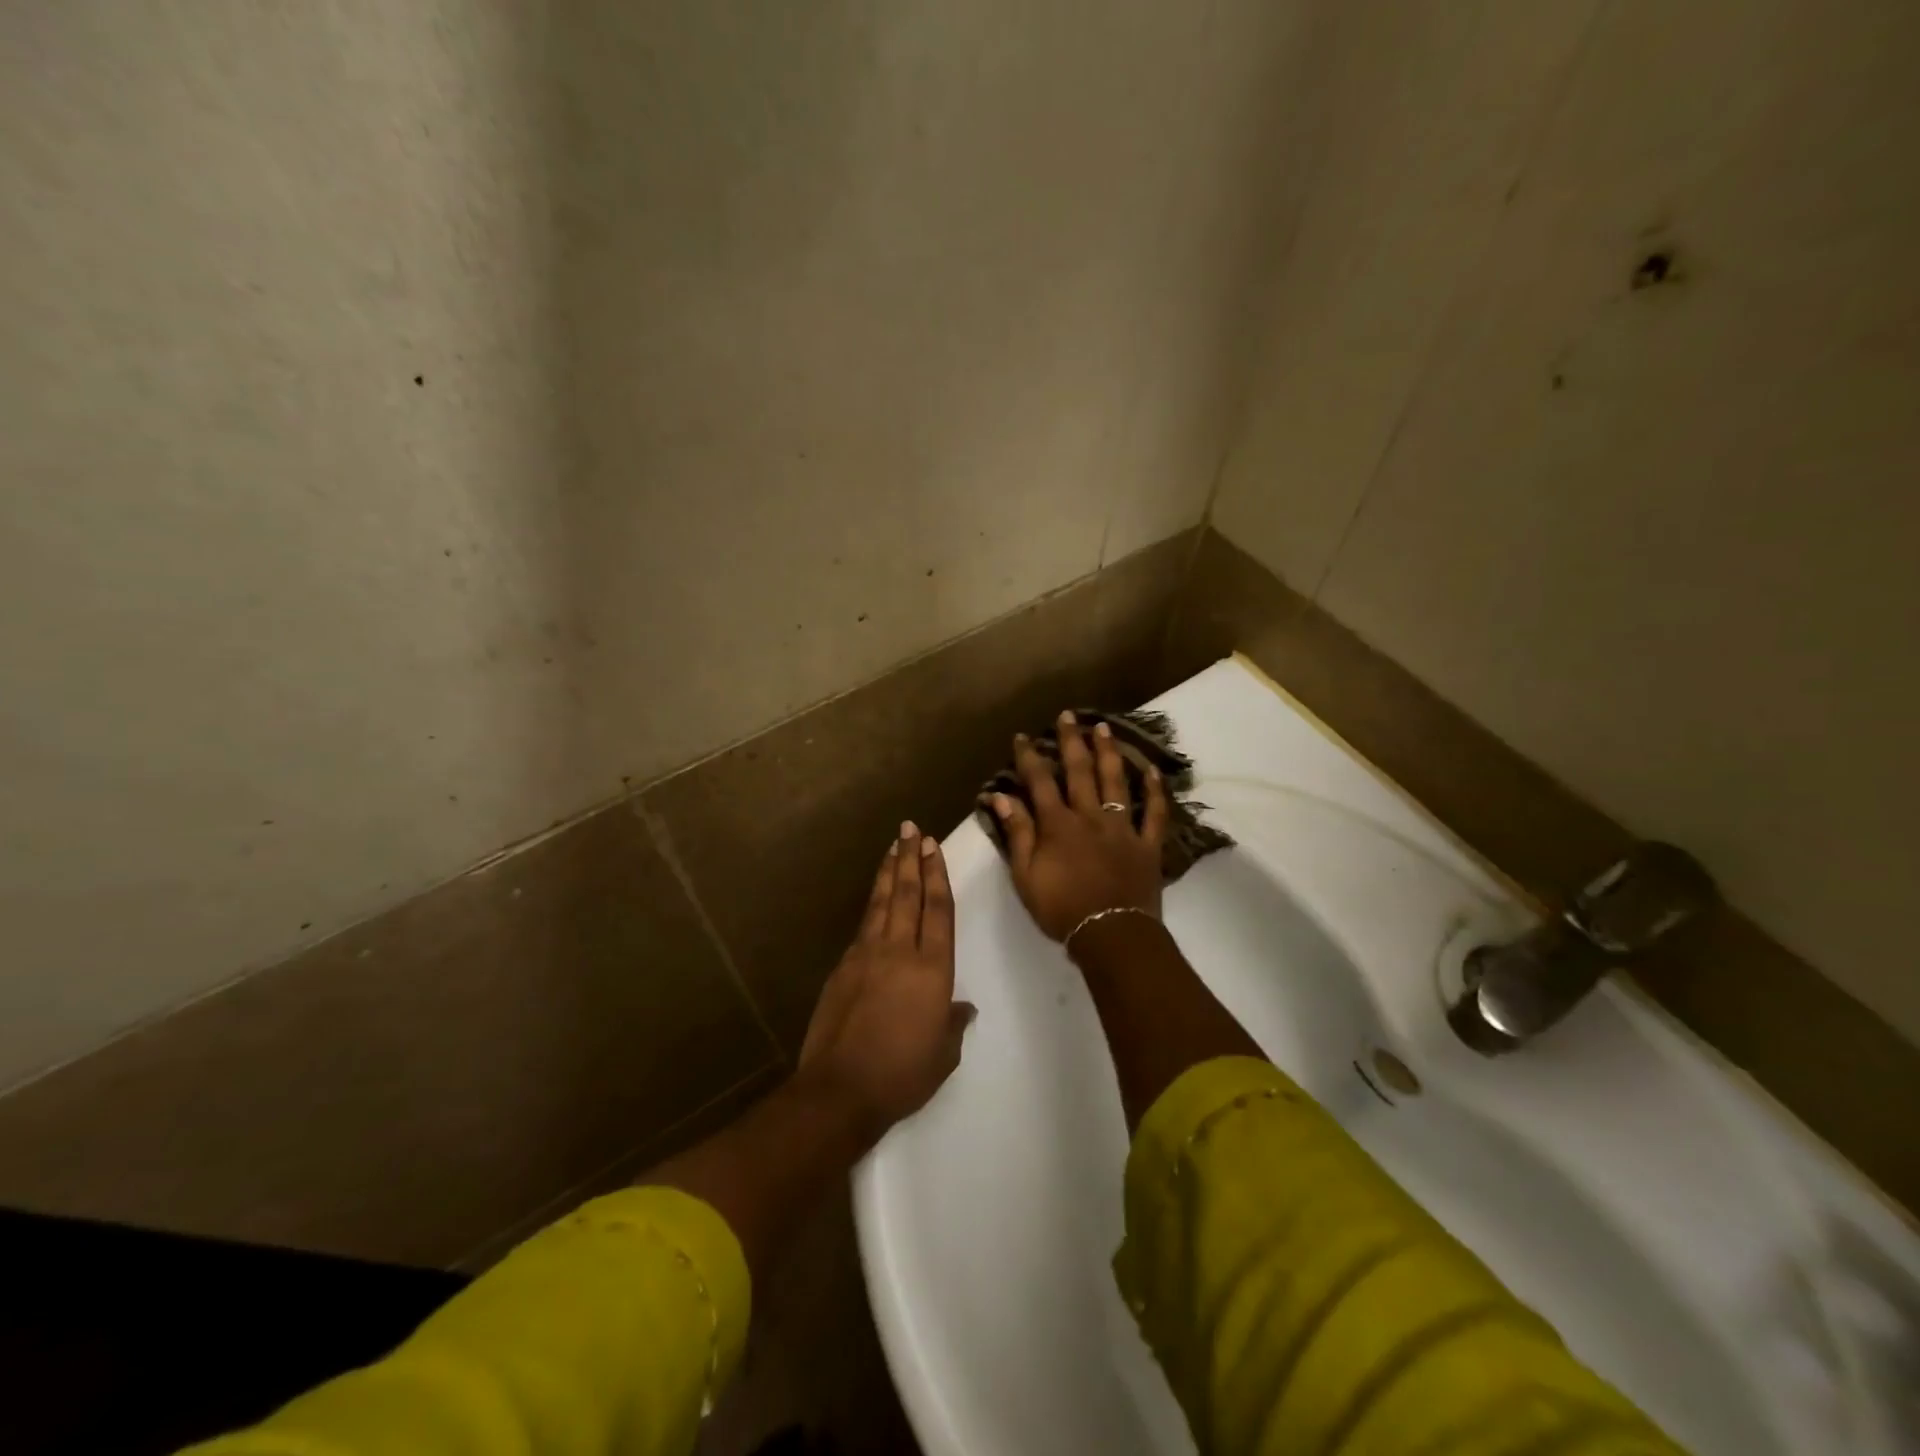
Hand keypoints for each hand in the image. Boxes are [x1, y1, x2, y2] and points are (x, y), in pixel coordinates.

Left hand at [799, 822, 974, 1142]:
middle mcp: (899, 951)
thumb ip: (953, 1024)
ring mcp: (867, 955)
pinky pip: (863, 925)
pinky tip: (875, 897)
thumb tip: (962, 1008)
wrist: (841, 1088)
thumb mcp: (943, 1054)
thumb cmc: (902, 1074)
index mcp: (932, 969)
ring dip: (889, 872)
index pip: (937, 910)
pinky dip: (872, 903)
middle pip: (908, 894)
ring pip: (881, 902)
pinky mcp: (843, 966)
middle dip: (910, 859)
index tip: (932, 847)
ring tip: (892, 847)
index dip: (937, 875)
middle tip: (911, 830)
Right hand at [991, 711, 1169, 942]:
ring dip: (1108, 753)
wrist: (1110, 935)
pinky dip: (1154, 792)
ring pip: (1115, 782)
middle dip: (1071, 741)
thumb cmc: (1061, 909)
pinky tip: (1152, 770)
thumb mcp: (1025, 875)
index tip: (1022, 736)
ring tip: (1103, 727)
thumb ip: (1017, 833)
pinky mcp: (1147, 844)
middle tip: (1067, 716)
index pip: (1039, 782)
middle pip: (1080, 772)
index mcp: (1058, 825)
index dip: (1030, 757)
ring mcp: (1122, 828)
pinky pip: (1153, 813)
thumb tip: (1001, 797)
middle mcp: (1090, 816)